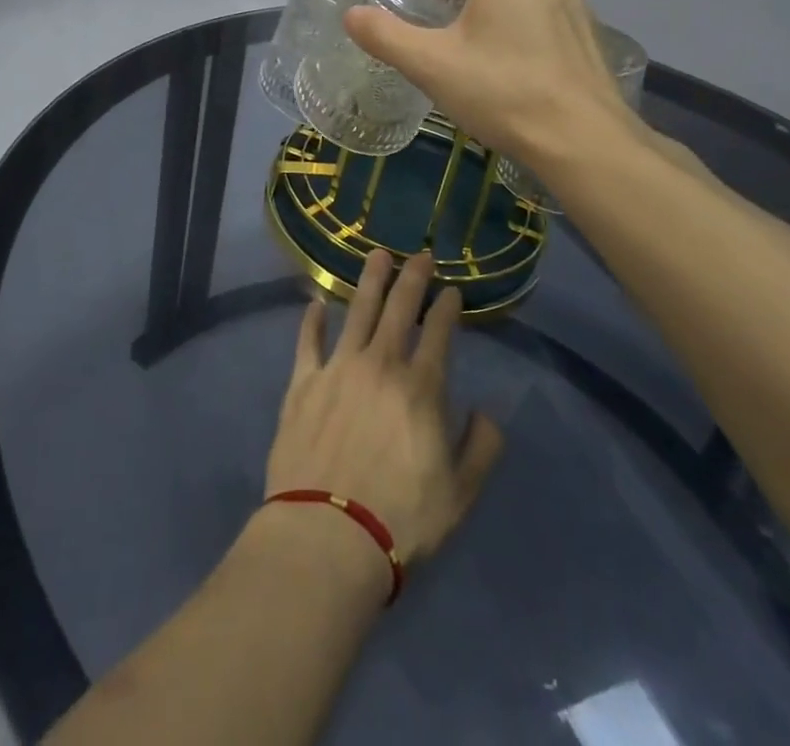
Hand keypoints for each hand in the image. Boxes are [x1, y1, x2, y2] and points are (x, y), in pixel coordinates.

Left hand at [265, 249, 503, 565]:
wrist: (328, 535)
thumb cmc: (402, 519)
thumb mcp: (461, 494)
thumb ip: (481, 448)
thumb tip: (486, 412)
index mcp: (421, 388)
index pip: (438, 333)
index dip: (447, 306)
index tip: (452, 289)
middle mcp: (380, 365)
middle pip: (398, 309)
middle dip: (412, 278)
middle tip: (420, 253)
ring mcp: (338, 369)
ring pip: (356, 311)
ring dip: (369, 281)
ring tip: (377, 255)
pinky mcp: (302, 383)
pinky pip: (308, 342)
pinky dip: (312, 320)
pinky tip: (315, 303)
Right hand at [343, 0, 640, 170]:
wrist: (583, 139)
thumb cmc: (502, 90)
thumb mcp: (431, 64)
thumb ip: (387, 36)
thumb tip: (352, 15)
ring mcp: (576, 7)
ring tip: (474, 20)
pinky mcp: (589, 37)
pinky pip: (550, 8)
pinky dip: (524, 13)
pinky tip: (510, 53)